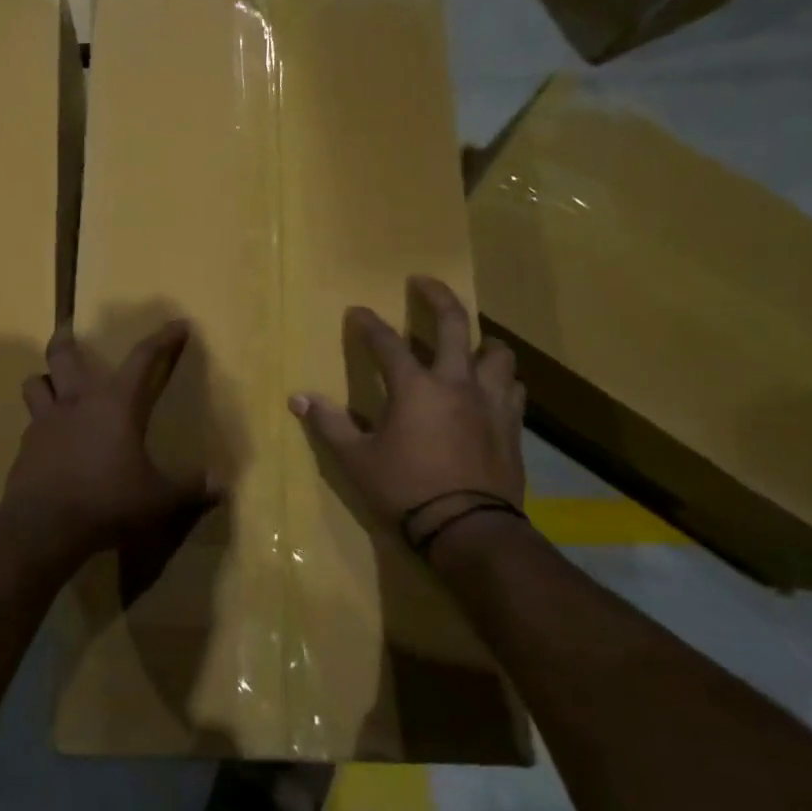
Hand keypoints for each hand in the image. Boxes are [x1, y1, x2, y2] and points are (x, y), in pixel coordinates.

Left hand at [4, 321, 214, 558]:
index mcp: (116, 404)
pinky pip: (30, 423)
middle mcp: (77, 402)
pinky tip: (49, 440)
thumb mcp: (159, 498)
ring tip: (53, 384)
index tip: (178, 325)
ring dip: (45, 379)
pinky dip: (39, 423)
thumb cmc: (109, 501)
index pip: (143, 358)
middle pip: (63, 354)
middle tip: (69, 332)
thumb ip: (189, 488)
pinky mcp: (25, 447)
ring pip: (35, 382)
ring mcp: (44, 422)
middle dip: (66, 339)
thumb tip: (221, 485)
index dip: (163, 339)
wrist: (44, 525)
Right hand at [290, 276, 525, 540]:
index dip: (368, 325)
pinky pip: (513, 388)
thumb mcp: (357, 459)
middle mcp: (456, 382)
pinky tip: (492, 388)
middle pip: (453, 324)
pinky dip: (501, 380)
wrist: (469, 528)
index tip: (357, 312)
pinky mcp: (512, 424)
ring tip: (471, 343)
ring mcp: (490, 401)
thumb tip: (298, 398)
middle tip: (423, 282)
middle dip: (436, 297)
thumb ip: (329, 424)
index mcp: (415, 387)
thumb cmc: (406, 490)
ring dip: (482, 341)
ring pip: (497, 353)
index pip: (386, 343)